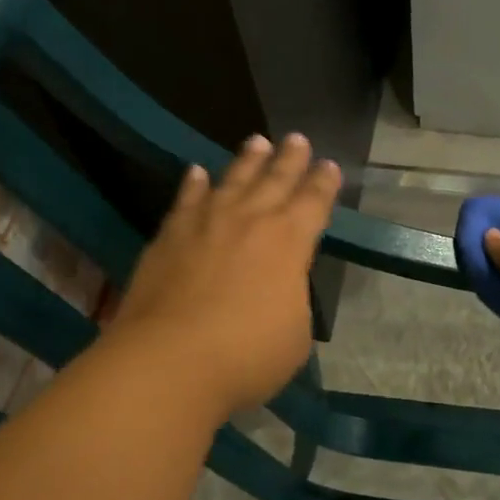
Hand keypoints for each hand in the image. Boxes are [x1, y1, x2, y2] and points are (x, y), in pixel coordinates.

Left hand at [108, 134, 341, 414]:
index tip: (330, 166)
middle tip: (297, 138)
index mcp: (290, 241)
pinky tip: (196, 172)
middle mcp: (251, 220)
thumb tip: (279, 289)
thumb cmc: (246, 355)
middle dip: (290, 159)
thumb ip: (291, 301)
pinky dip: (193, 184)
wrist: (169, 360)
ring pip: (232, 180)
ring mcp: (206, 223)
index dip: (324, 183)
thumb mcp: (295, 335)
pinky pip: (186, 199)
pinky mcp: (169, 236)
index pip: (314, 202)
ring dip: (247, 160)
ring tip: (257, 142)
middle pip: (275, 180)